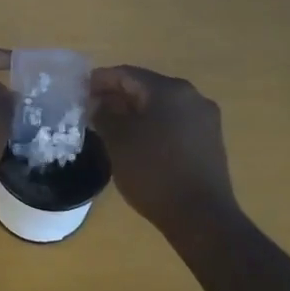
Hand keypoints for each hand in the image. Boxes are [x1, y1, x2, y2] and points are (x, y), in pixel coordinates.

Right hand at [91, 65, 239, 233]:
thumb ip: (103, 114)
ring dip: (135, 111)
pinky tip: (138, 141)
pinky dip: (153, 125)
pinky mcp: (210, 141)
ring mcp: (205, 119)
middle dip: (117, 96)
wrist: (201, 216)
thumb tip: (98, 102)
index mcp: (169, 90)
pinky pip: (174, 122)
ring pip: (161, 106)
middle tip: (92, 109)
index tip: (79, 90)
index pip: (127, 74)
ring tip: (111, 126)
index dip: (100, 80)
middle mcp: (191, 96)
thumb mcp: (118, 141)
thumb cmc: (153, 172)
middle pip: (146, 87)